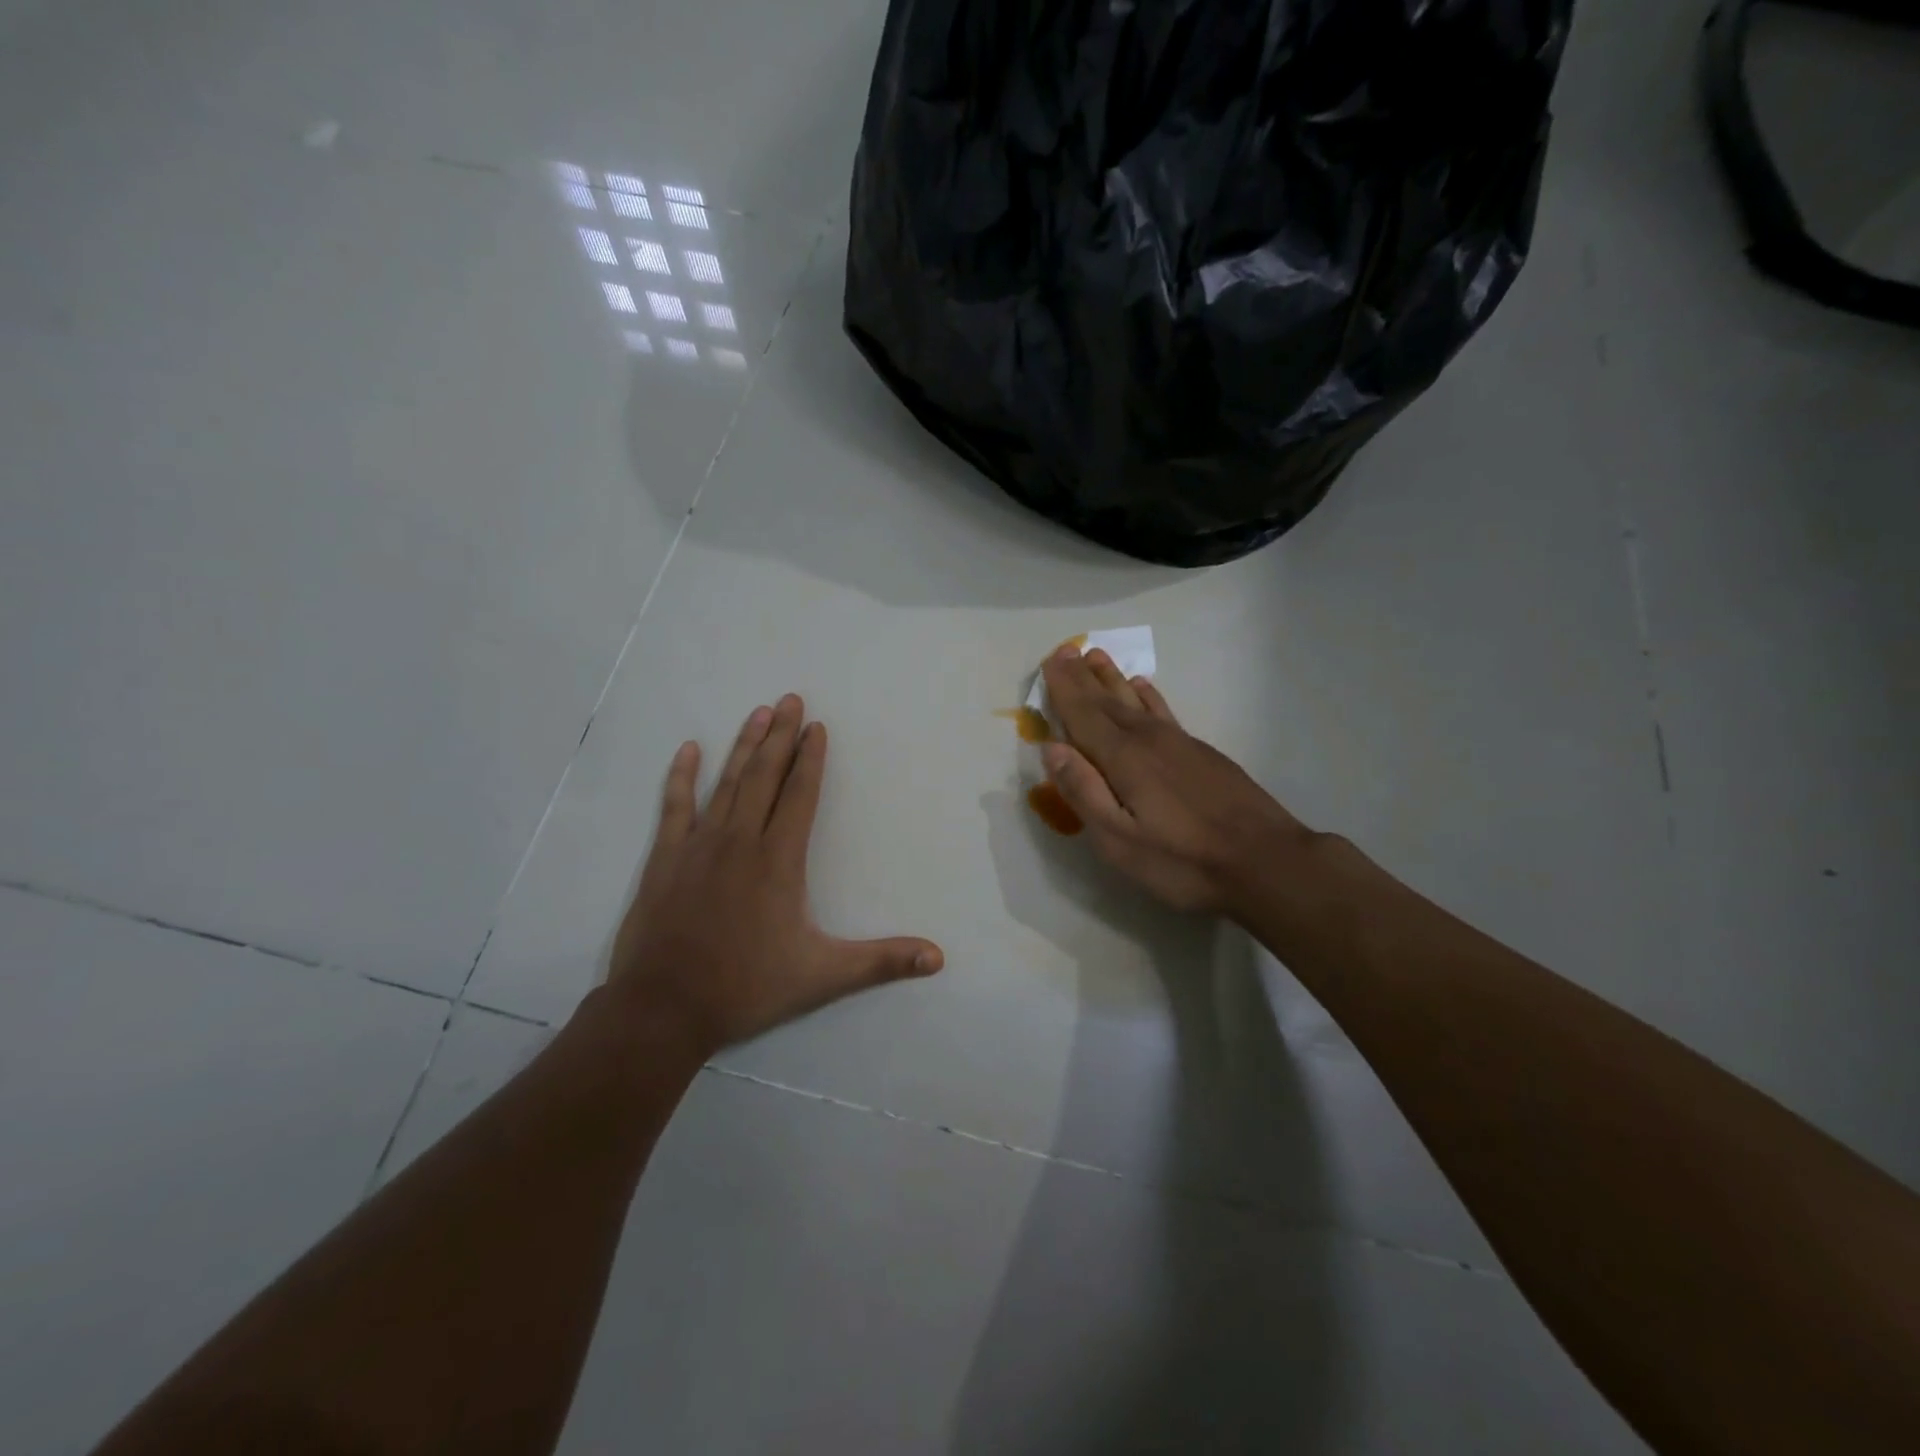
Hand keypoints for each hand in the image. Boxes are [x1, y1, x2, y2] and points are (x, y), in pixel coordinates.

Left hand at [609, 695, 943, 1052]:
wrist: (664, 1008)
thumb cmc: (747, 987)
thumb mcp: (823, 977)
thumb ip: (881, 962)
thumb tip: (938, 958)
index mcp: (779, 860)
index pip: (800, 795)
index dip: (811, 759)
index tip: (817, 726)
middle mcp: (741, 841)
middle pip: (765, 776)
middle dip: (781, 736)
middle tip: (791, 698)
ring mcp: (699, 846)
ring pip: (726, 783)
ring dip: (744, 745)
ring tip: (759, 712)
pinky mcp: (666, 859)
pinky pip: (674, 806)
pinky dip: (682, 776)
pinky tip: (689, 750)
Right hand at [1040, 646, 1316, 916]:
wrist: (1265, 861)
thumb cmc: (1182, 860)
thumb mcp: (1119, 841)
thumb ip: (1083, 792)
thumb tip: (1053, 748)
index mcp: (1123, 759)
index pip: (1084, 715)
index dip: (1064, 689)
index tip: (1050, 660)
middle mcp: (1148, 740)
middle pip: (1108, 702)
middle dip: (1083, 677)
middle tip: (1065, 650)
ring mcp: (1179, 743)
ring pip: (1136, 701)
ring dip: (1113, 679)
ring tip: (1097, 656)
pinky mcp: (1202, 753)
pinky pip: (1164, 711)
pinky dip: (1148, 696)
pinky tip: (1143, 688)